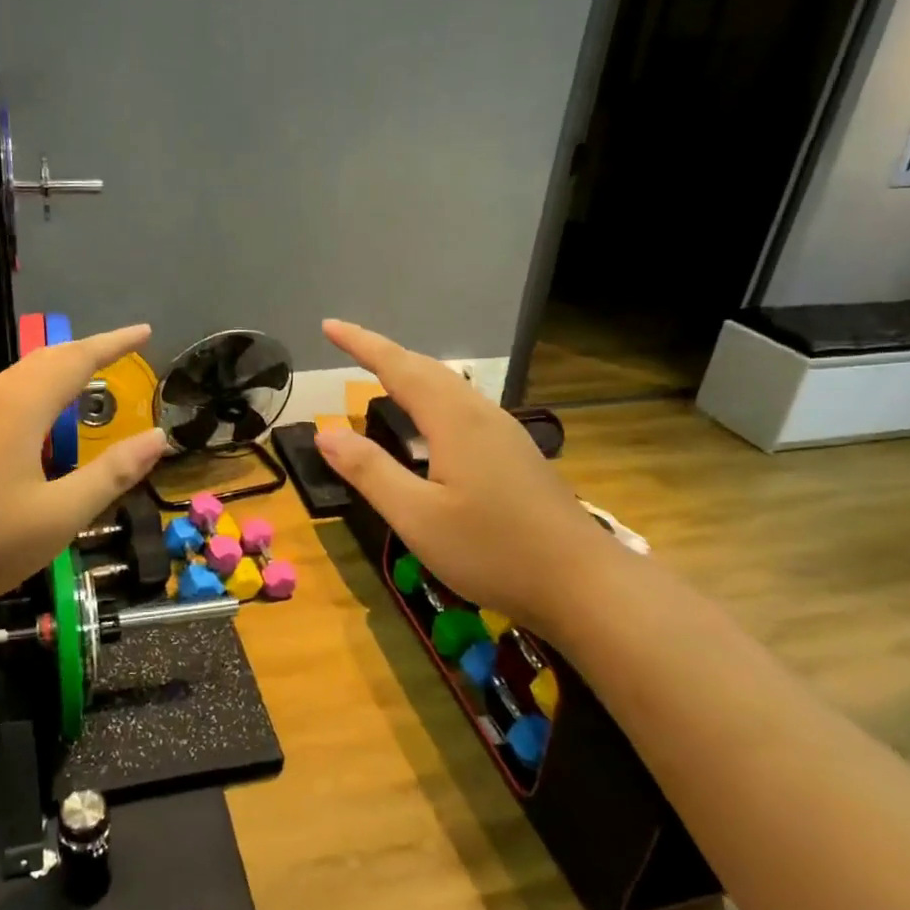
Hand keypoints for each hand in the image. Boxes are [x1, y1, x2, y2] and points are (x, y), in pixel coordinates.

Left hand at [0, 325, 166, 631]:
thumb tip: (158, 437)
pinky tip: (48, 423)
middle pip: (47, 359)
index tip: (145, 332)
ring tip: (94, 379)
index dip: (114, 344)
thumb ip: (112, 472)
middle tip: (126, 353)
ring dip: (63, 370)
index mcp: (21, 407)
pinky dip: (41, 393)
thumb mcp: (61, 514)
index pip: (77, 359)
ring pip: (24, 376)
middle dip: (89, 351)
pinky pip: (9, 397)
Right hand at [313, 320, 618, 626]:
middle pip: (427, 370)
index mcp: (455, 421)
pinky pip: (463, 407)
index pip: (398, 367)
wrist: (583, 582)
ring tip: (380, 375)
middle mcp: (481, 415)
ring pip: (449, 387)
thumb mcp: (417, 517)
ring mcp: (504, 433)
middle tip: (348, 345)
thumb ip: (370, 472)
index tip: (329, 326)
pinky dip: (432, 397)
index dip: (362, 344)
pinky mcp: (515, 454)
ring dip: (410, 373)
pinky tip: (428, 422)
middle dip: (384, 353)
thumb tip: (326, 433)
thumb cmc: (493, 550)